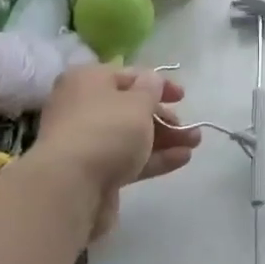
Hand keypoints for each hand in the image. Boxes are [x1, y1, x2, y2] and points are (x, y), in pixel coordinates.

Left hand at [35, 65, 199, 202]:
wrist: (70, 188)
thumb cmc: (107, 130)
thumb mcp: (138, 102)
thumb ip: (152, 89)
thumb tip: (151, 80)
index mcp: (88, 80)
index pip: (128, 75)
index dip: (158, 84)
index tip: (183, 97)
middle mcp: (82, 107)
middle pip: (130, 108)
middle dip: (163, 117)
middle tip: (189, 127)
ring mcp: (86, 142)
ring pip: (131, 136)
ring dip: (164, 138)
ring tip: (194, 144)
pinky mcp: (93, 172)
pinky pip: (128, 159)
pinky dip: (154, 158)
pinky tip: (182, 159)